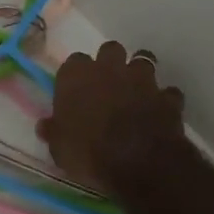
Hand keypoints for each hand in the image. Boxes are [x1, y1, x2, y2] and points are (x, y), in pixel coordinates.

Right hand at [38, 41, 191, 191]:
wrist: (140, 163)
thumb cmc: (89, 153)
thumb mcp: (60, 149)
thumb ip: (54, 132)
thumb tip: (45, 126)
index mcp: (77, 76)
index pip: (73, 62)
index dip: (76, 75)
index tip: (76, 91)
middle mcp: (110, 69)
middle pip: (110, 50)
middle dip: (110, 62)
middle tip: (107, 84)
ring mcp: (142, 80)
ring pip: (143, 60)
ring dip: (139, 73)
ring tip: (136, 91)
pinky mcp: (167, 97)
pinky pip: (167, 92)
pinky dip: (164, 99)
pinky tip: (160, 111)